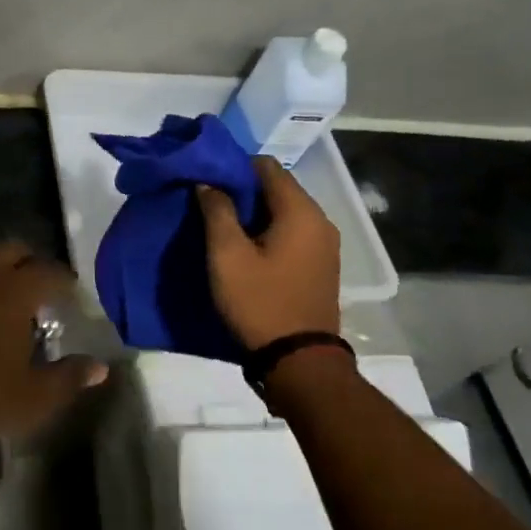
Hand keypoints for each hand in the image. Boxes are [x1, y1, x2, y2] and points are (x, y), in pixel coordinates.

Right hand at [196, 156, 342, 350]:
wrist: (300, 363)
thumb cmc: (260, 303)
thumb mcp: (227, 256)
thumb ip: (217, 211)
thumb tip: (208, 182)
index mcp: (300, 211)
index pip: (265, 165)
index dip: (232, 167)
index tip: (206, 180)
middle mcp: (320, 220)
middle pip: (276, 187)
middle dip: (241, 190)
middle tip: (207, 203)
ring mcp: (324, 244)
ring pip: (283, 210)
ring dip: (253, 212)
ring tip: (221, 225)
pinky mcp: (320, 265)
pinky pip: (291, 232)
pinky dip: (267, 231)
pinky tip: (244, 248)